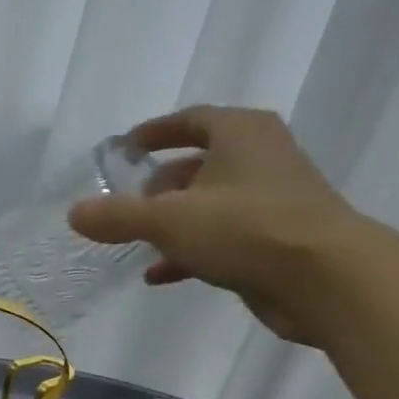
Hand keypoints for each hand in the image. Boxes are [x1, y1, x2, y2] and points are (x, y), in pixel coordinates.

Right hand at [66, 105, 365, 342]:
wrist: (324, 278)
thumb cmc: (245, 229)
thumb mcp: (168, 220)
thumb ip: (118, 216)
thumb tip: (74, 212)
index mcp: (240, 134)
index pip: (191, 120)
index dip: (155, 131)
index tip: (126, 148)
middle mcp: (261, 157)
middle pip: (200, 163)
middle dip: (160, 185)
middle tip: (129, 204)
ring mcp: (272, 199)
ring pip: (210, 204)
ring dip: (173, 222)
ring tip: (138, 242)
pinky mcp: (276, 239)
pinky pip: (223, 237)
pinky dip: (191, 251)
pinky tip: (160, 274)